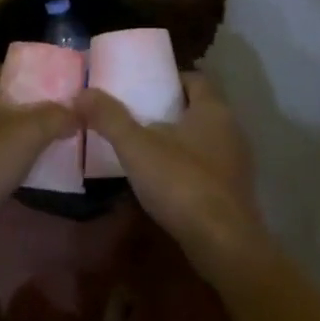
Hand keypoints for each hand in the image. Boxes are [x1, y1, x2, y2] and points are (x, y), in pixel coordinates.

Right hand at [78, 73, 270, 263]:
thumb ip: (110, 118)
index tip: (143, 85)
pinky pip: (208, 166)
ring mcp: (237, 161)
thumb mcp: (136, 147)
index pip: (195, 78)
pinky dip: (187, 166)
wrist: (222, 242)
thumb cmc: (181, 183)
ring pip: (204, 138)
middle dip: (170, 109)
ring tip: (144, 147)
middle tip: (136, 115)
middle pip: (199, 108)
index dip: (170, 78)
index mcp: (213, 109)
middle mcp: (231, 129)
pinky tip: (164, 180)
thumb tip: (82, 92)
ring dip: (179, 139)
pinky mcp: (234, 190)